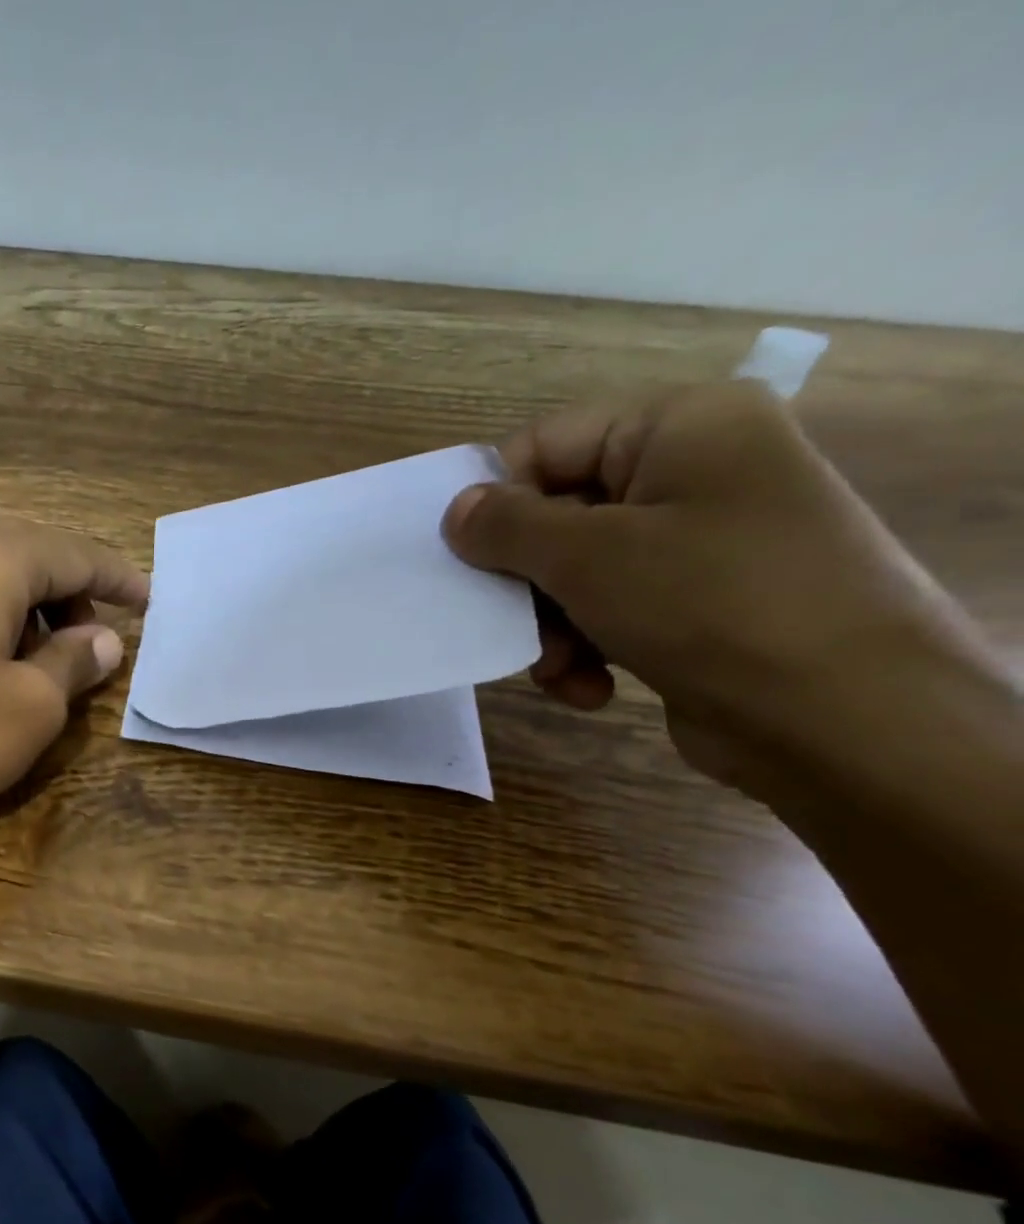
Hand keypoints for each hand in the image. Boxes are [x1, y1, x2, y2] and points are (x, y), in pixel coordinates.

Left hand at [0, 518, 148, 878]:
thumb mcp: (31, 706)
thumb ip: (73, 661)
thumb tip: (102, 639)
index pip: (74, 553)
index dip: (118, 579)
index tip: (150, 601)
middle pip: (25, 554)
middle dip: (69, 592)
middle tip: (95, 637)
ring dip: (24, 608)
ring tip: (43, 658)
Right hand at [441, 381, 986, 790]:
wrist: (845, 718)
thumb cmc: (710, 604)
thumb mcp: (587, 555)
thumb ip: (504, 525)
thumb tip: (456, 510)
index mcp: (681, 427)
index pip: (545, 444)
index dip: (496, 501)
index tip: (467, 562)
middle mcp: (694, 471)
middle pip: (557, 513)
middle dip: (525, 582)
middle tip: (511, 625)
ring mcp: (700, 540)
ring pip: (574, 571)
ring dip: (549, 627)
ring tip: (559, 669)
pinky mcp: (698, 601)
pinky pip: (609, 609)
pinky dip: (587, 650)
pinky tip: (592, 687)